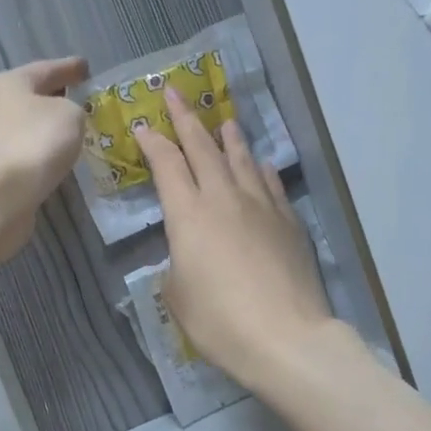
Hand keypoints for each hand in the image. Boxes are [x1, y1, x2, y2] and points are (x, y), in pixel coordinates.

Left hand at [0, 56, 88, 262]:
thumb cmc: (36, 140)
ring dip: (49, 129)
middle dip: (57, 98)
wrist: (0, 193)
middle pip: (33, 97)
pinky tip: (59, 159)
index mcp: (11, 83)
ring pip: (29, 127)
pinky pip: (27, 153)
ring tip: (77, 133)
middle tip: (83, 100)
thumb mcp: (70, 114)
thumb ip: (74, 108)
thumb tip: (64, 117)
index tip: (86, 68)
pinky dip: (42, 154)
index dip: (69, 67)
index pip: (47, 68)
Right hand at [136, 88, 332, 390]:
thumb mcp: (177, 294)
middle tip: (175, 93)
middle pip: (202, 148)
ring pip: (241, 159)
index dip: (152, 142)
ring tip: (223, 120)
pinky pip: (271, 183)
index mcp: (187, 214)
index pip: (166, 164)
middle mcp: (223, 198)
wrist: (284, 337)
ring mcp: (260, 206)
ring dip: (229, 137)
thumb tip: (188, 253)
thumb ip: (177, 263)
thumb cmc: (218, 320)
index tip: (142, 124)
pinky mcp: (288, 222)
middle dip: (186, 119)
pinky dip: (261, 168)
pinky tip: (261, 163)